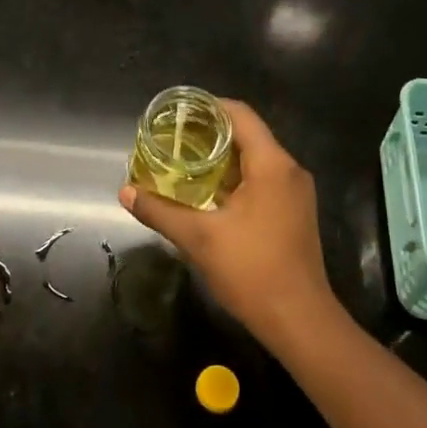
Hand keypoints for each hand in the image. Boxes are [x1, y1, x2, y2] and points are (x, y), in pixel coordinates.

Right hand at [119, 100, 339, 354]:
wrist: (300, 321)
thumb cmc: (252, 271)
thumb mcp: (198, 238)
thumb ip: (160, 211)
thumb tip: (126, 192)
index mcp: (271, 165)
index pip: (239, 115)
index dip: (208, 106)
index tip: (177, 112)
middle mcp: (289, 170)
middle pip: (248, 135)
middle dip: (209, 133)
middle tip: (172, 138)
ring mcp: (296, 193)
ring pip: (256, 159)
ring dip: (222, 158)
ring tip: (183, 162)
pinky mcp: (295, 212)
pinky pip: (263, 180)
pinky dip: (235, 178)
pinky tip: (208, 193)